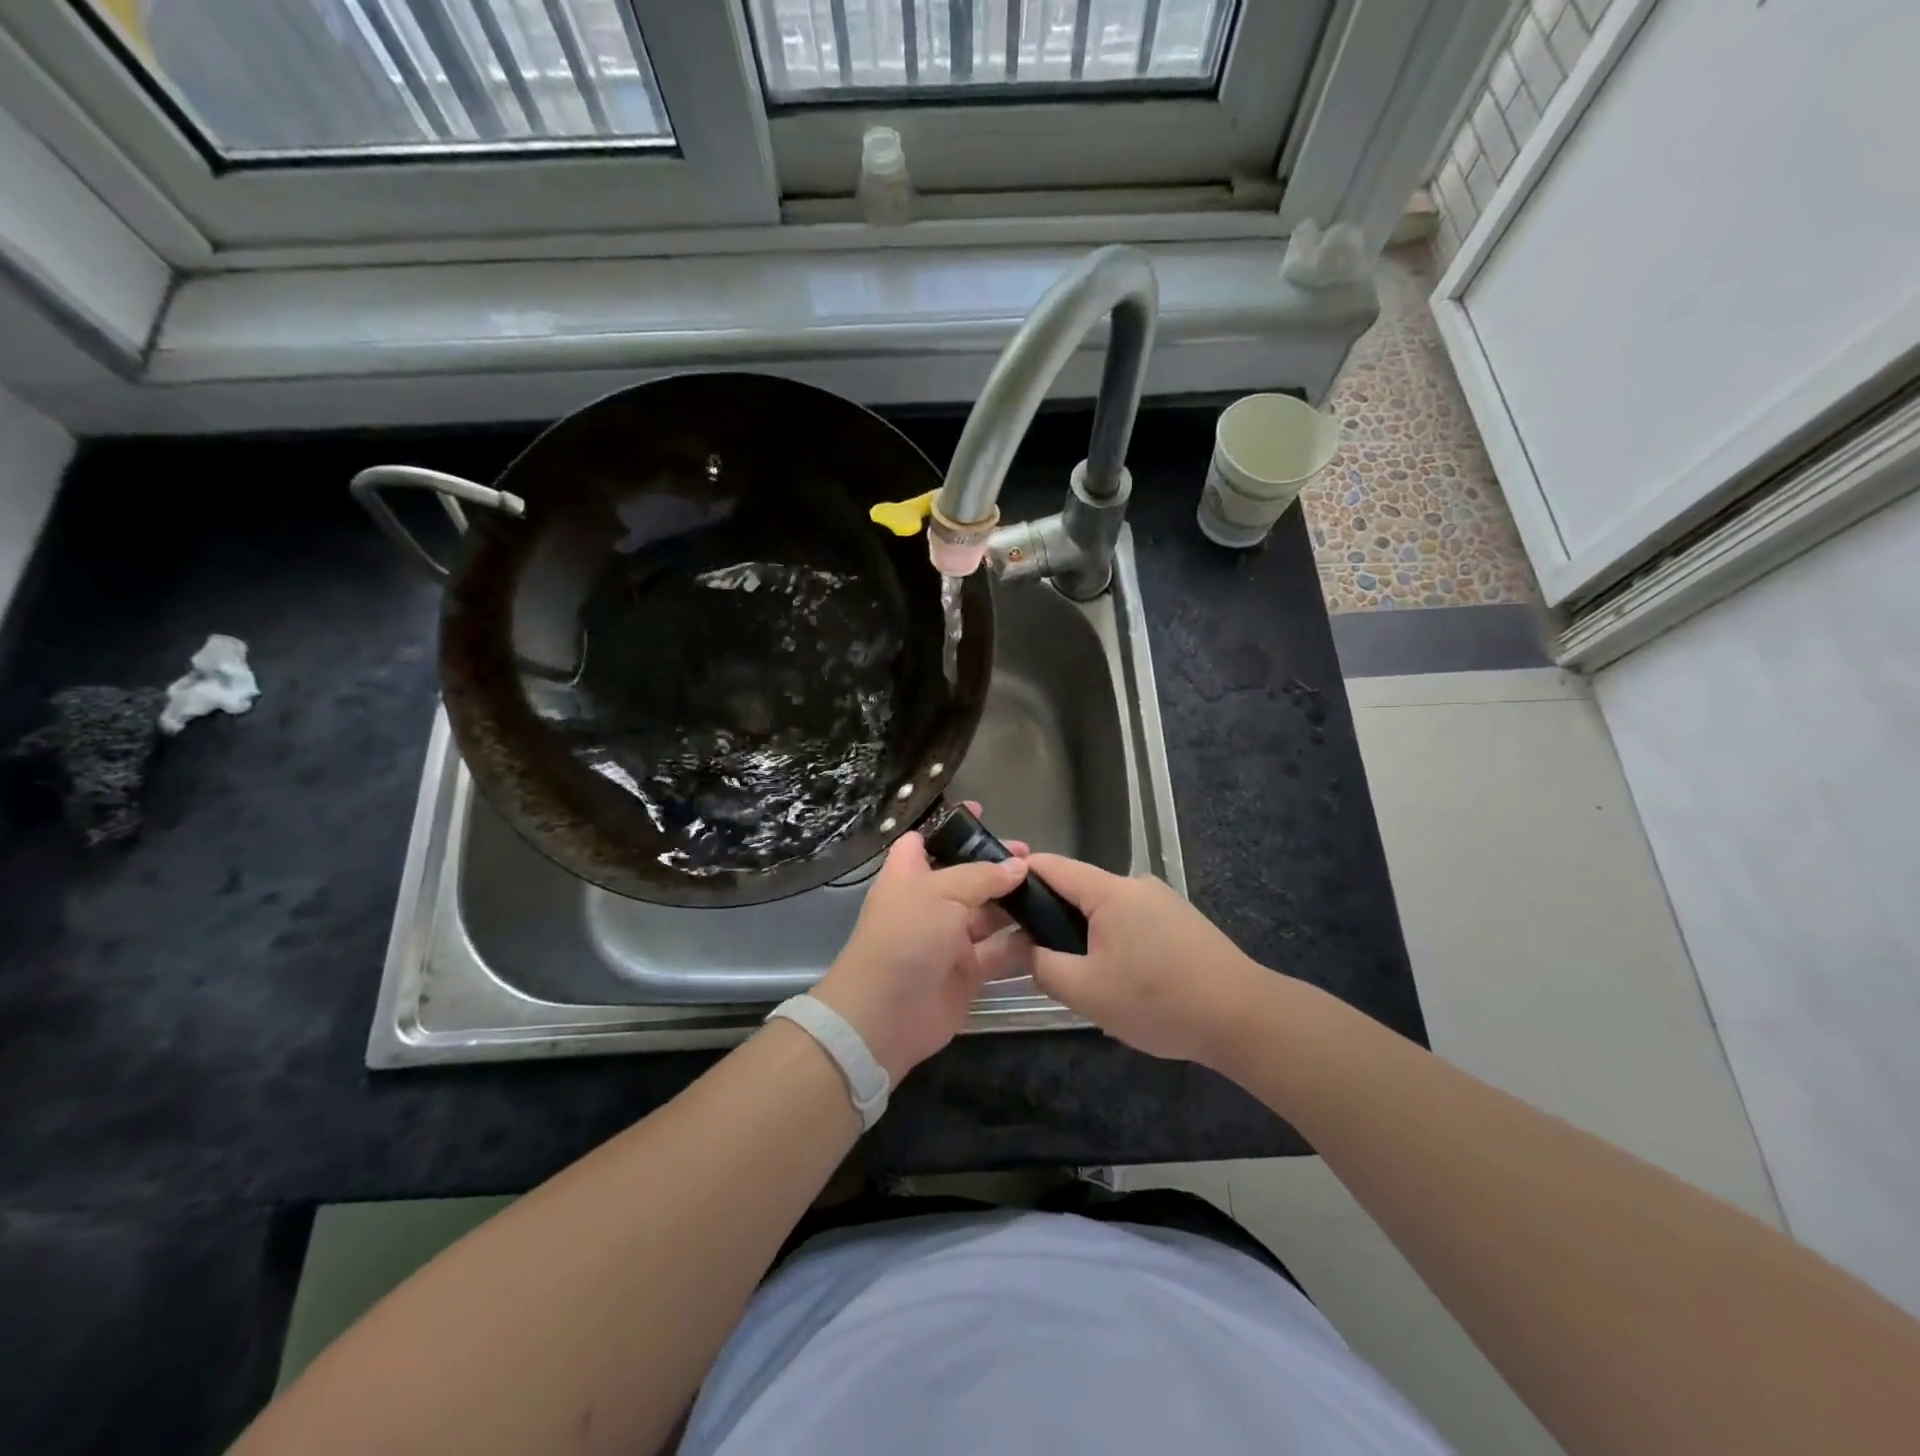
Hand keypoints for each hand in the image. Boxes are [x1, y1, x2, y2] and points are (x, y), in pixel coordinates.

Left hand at [812, 829, 1030, 1082]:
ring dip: (1015, 904)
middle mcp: (930, 903)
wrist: (885, 1014)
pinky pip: (999, 952)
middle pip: (967, 877)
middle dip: (997, 866)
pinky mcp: (968, 972)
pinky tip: (1049, 929)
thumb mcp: (940, 893)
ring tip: (1051, 890)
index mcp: (910, 875)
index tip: (982, 812)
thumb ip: (981, 877)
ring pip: (988, 914)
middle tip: (1034, 858)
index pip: (926, 840)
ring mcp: (949, 939)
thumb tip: (1018, 866)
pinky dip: (1021, 943)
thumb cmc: (905, 937)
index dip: (951, 826)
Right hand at [1020, 853, 1268, 1067]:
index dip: (1019, 875)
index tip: (993, 896)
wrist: (1244, 1018)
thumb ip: (1043, 966)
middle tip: (1035, 956)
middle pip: (1079, 891)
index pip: (1052, 867)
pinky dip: (1115, 945)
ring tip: (1081, 980)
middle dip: (1052, 919)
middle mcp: (1136, 885)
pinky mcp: (1181, 923)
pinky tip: (1122, 983)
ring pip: (1106, 913)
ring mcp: (1163, 902)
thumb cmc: (1158, 1000)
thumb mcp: (1086, 991)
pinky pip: (1132, 925)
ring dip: (1085, 937)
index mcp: (1110, 891)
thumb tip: (1026, 949)